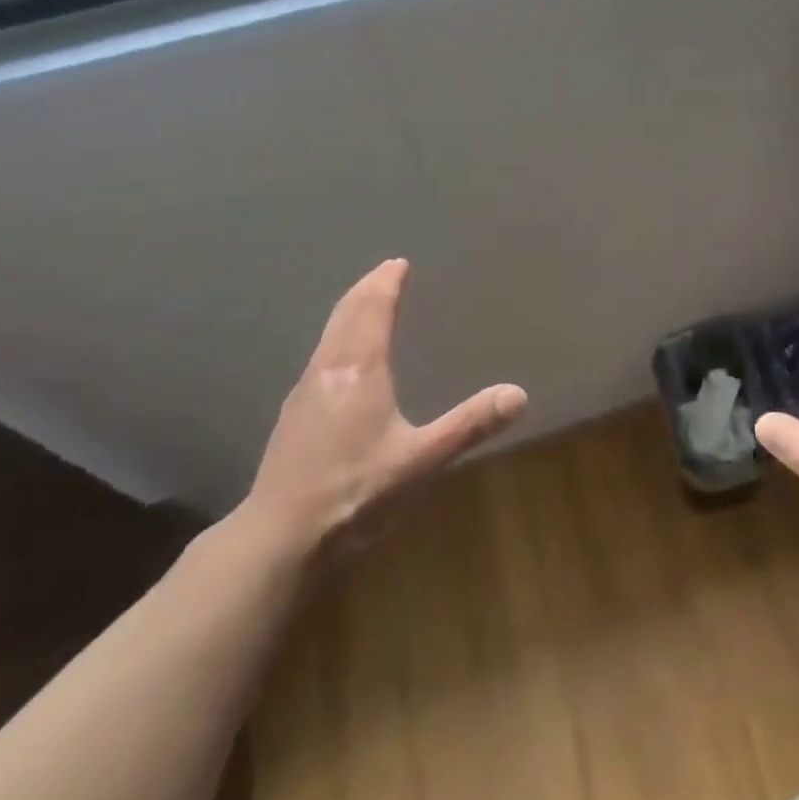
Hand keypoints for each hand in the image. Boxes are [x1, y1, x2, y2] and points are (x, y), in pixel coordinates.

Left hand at [237, 259, 526, 555]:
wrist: (280, 537)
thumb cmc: (356, 493)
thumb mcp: (421, 461)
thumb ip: (469, 426)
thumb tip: (518, 394)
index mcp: (360, 371)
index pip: (373, 310)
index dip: (386, 284)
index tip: (397, 263)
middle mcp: (328, 370)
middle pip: (347, 314)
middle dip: (366, 289)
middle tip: (383, 271)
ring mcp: (304, 392)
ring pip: (329, 334)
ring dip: (349, 311)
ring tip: (364, 303)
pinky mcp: (293, 415)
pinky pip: (320, 355)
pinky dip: (337, 337)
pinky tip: (340, 359)